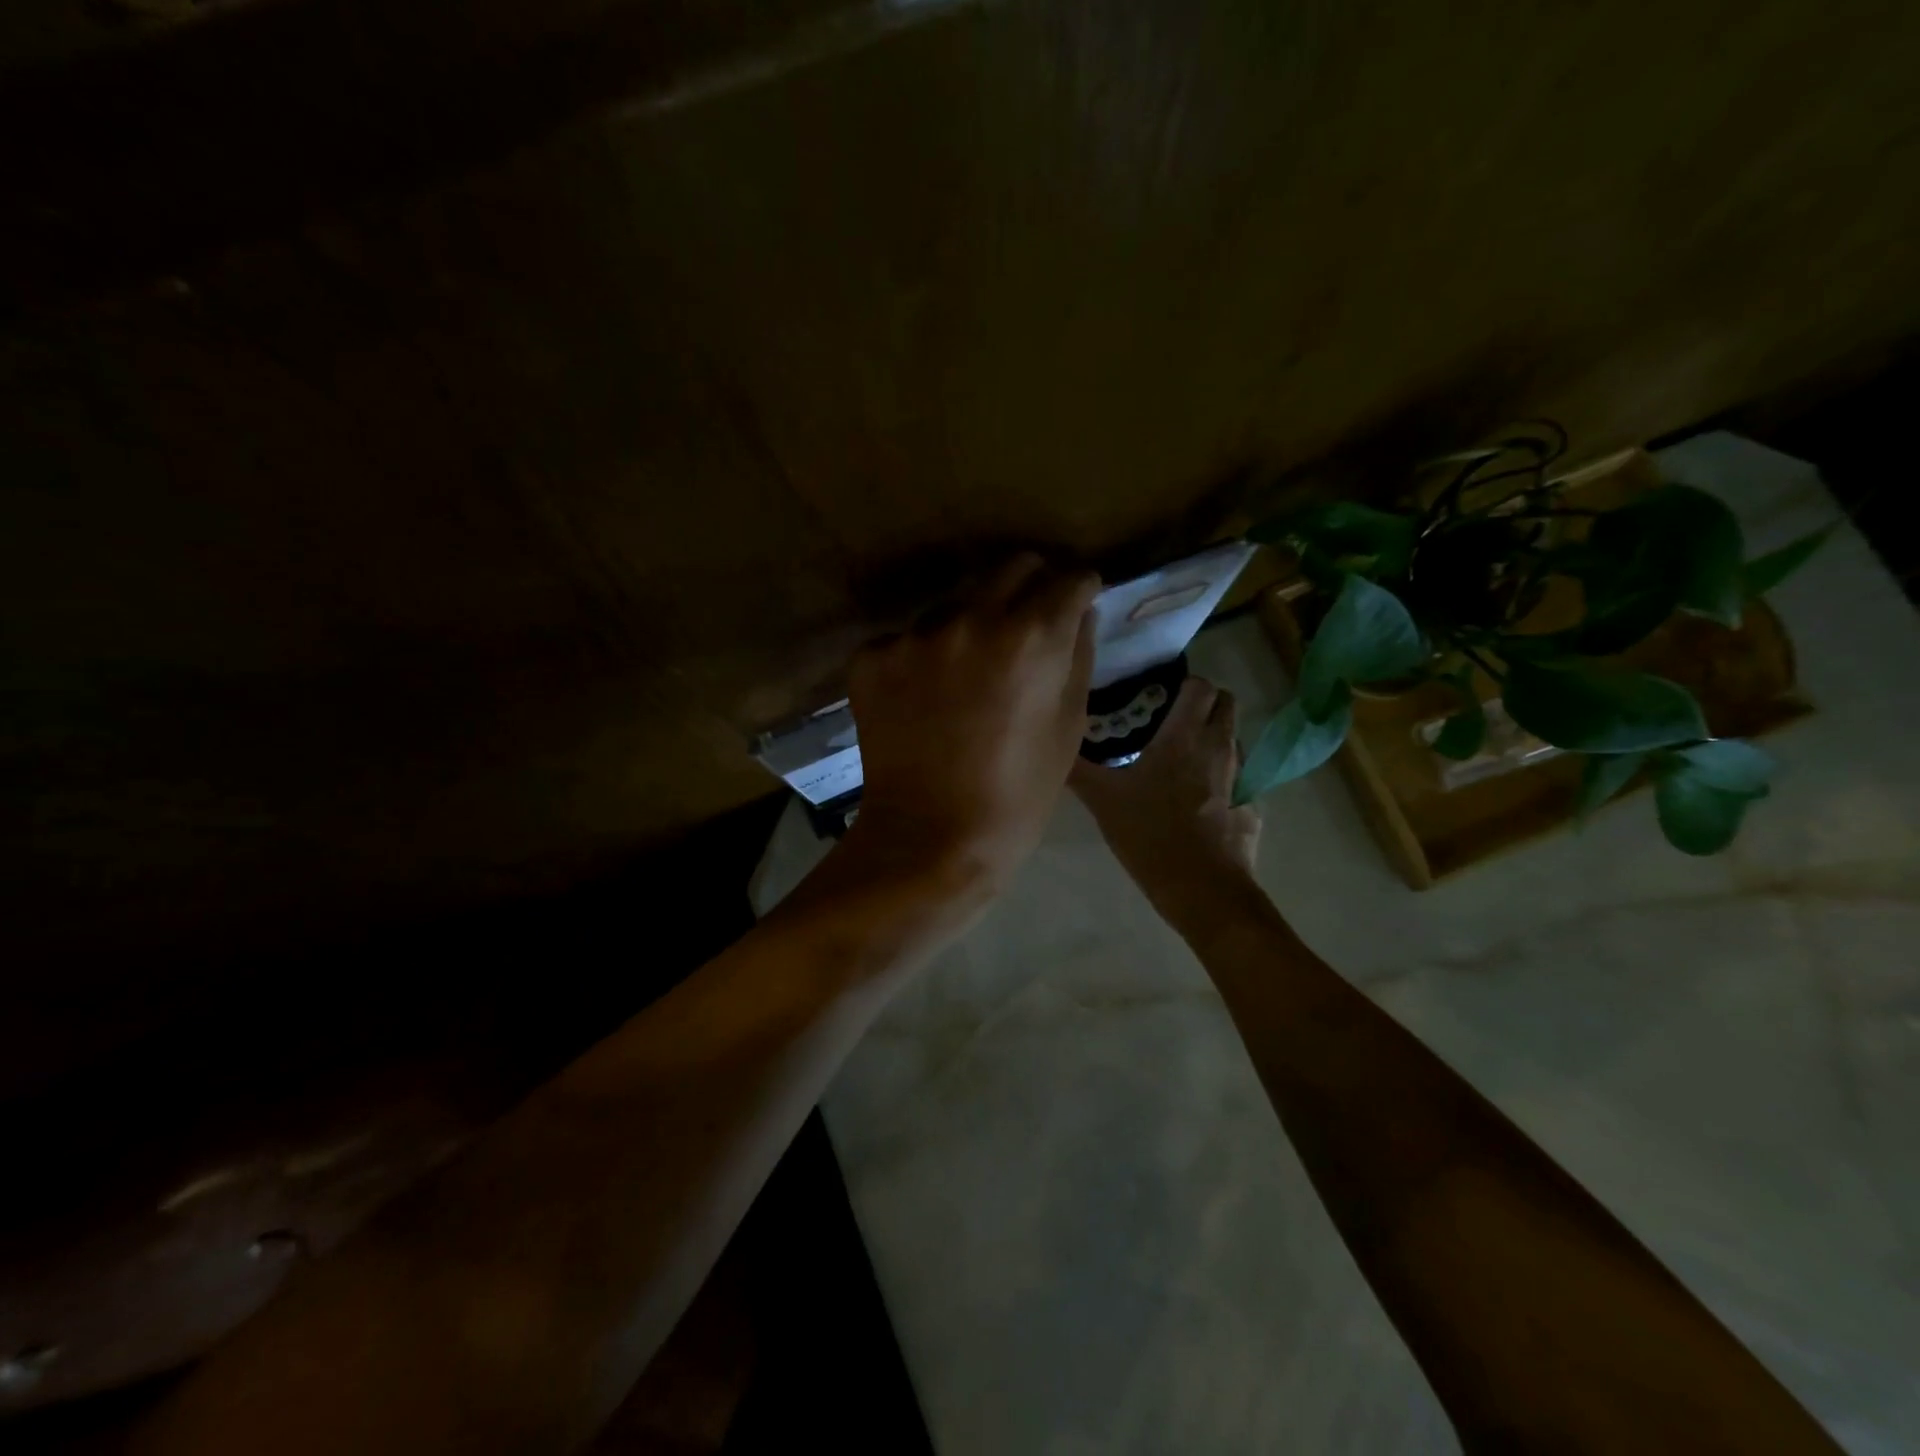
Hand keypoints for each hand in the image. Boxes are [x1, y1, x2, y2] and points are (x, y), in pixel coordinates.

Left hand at [842, 554, 1100, 894]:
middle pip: (1010, 568)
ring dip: (971, 623)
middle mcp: (971, 618)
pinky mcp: (871, 656)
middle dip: (1030, 586)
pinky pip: (908, 638)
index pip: (1068, 577)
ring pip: (955, 603)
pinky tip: (924, 699)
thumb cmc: (1018, 793)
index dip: (1079, 589)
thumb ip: (1077, 653)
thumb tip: (1078, 610)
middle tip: (1029, 622)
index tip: (1077, 602)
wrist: (931, 838)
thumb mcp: (1068, 724)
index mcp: (1031, 635)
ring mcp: (913, 635)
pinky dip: (922, 657)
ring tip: (968, 673)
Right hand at [1071, 676, 1260, 909]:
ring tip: (1183, 757)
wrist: (1203, 891)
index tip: (1159, 694)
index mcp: (1184, 737)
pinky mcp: (1251, 804)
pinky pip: (1239, 774)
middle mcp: (1218, 746)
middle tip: (1171, 720)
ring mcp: (1240, 776)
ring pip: (1233, 737)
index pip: (1199, 685)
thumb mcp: (1103, 802)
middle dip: (1203, 703)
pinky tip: (1199, 797)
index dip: (1183, 683)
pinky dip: (1222, 774)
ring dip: (1213, 736)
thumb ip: (1079, 769)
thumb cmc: (1151, 837)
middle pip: (1225, 703)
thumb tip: (1056, 746)